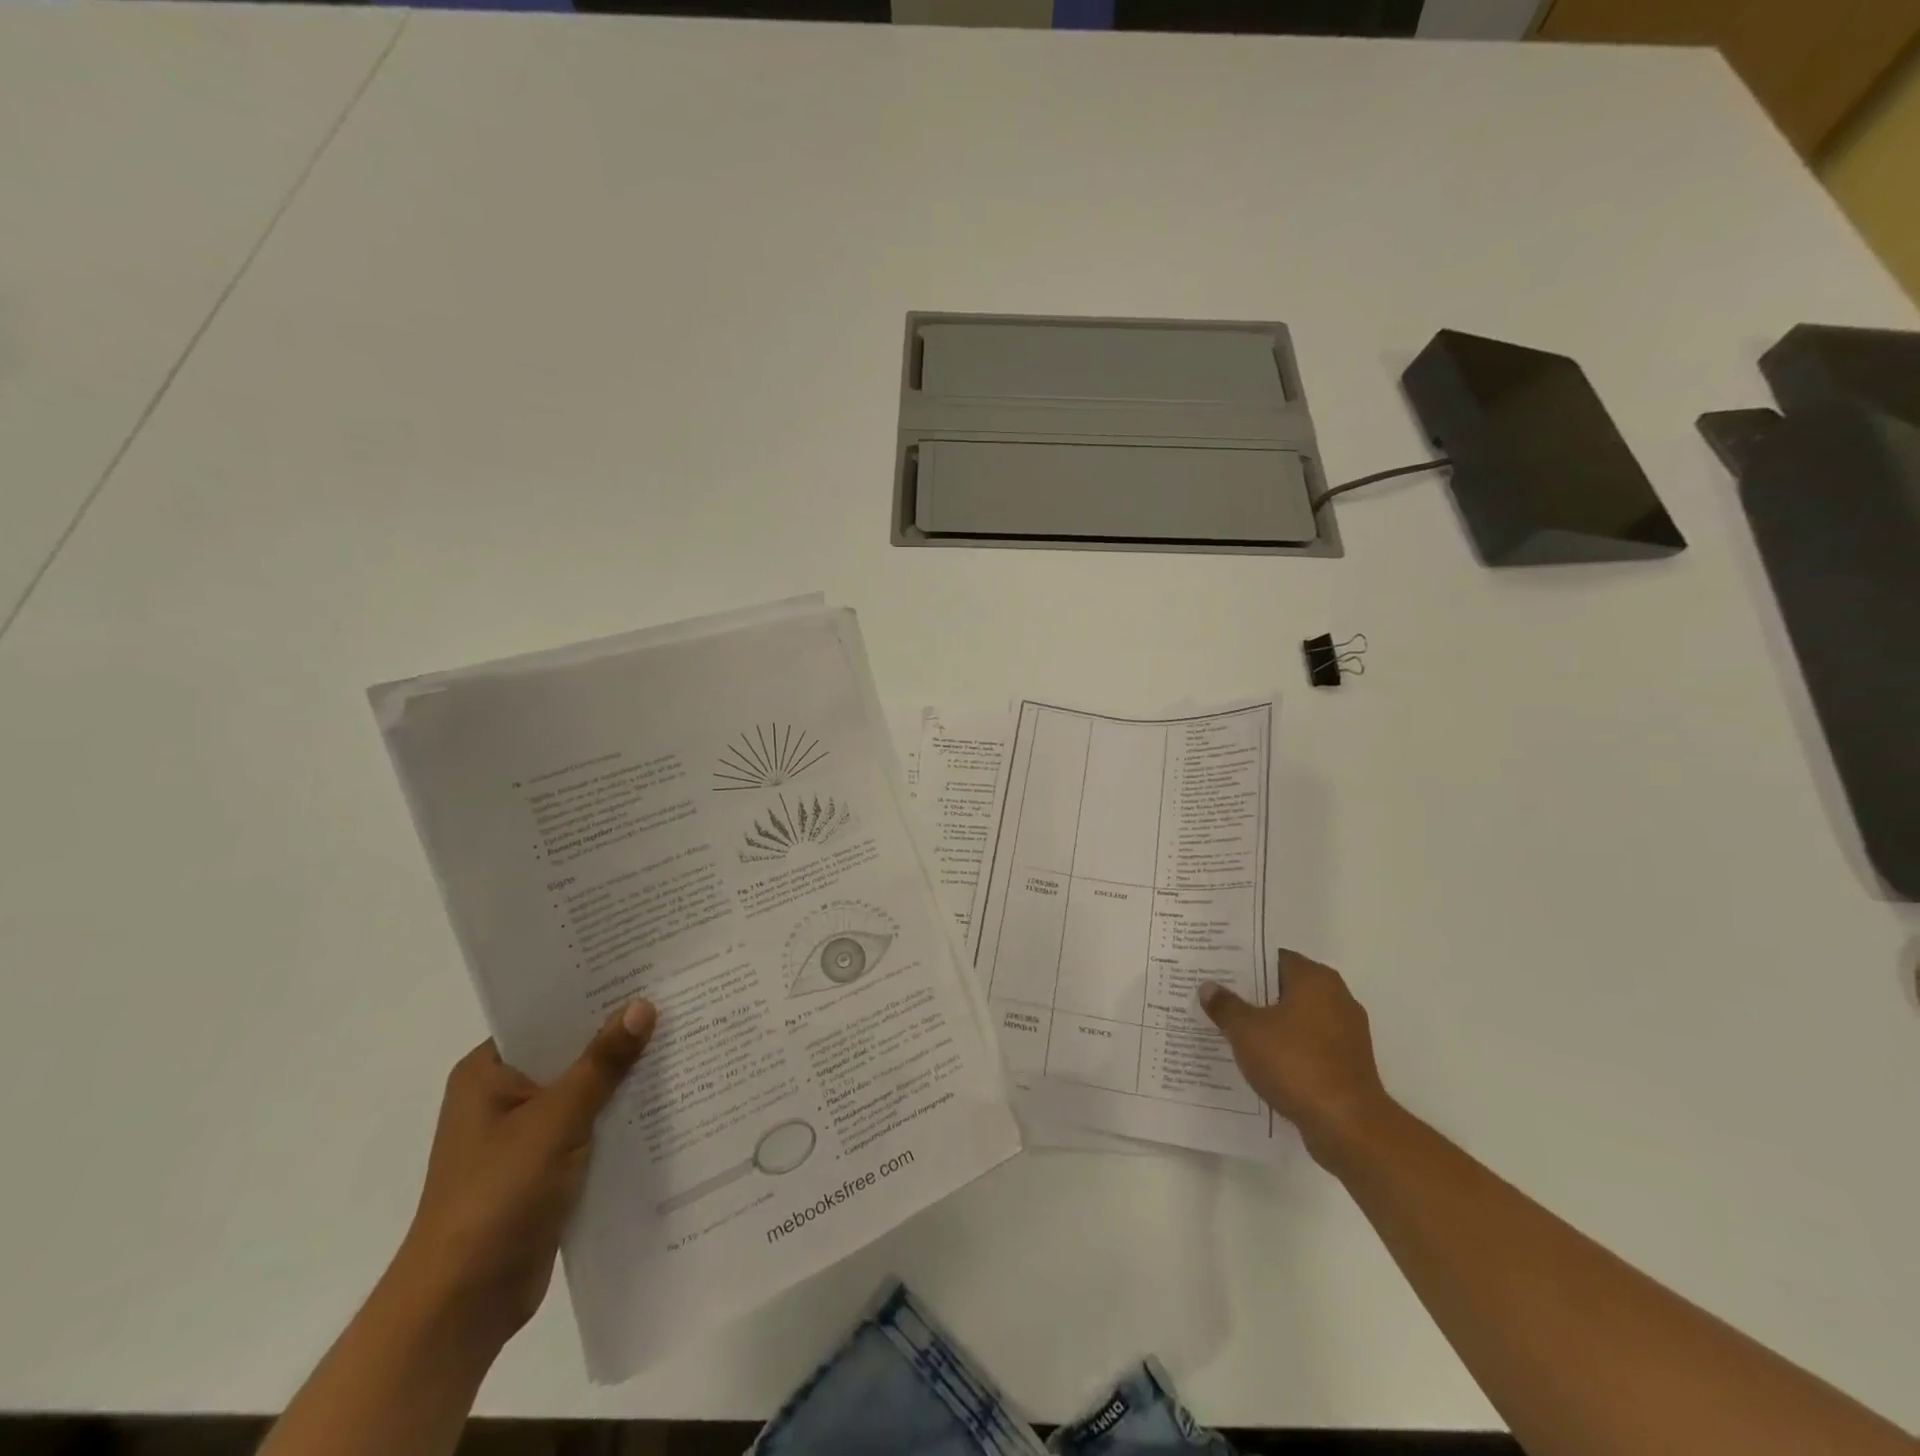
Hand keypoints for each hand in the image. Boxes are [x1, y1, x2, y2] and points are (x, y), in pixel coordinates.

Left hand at [389, 1001, 657, 1350]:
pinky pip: (592, 1124)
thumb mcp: (555, 1120)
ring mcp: (526, 1133)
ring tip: (684, 1037)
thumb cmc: (496, 1197)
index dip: (593, 993)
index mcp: (488, 1072)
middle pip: (570, 1050)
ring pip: (586, 1089)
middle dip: (618, 1034)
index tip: (644, 970)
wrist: (462, 1306)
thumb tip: (643, 1005)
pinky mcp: (548, 1166)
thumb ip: (602, 1063)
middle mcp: (505, 1095)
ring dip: (625, 1076)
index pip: (547, 1015)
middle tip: (676, 997)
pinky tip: (669, 1096)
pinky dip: (622, 1113)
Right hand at [1200, 951, 1392, 1171]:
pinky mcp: (1347, 1064)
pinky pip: (1308, 1045)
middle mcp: (1336, 998)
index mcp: (1315, 979)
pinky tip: (1259, 1059)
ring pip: (1296, 1018)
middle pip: (1285, 987)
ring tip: (1232, 1029)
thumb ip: (1225, 1006)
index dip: (1243, 963)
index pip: (1273, 958)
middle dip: (1253, 994)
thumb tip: (1208, 987)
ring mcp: (1346, 1033)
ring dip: (1269, 1023)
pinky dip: (1286, 1048)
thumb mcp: (1246, 1031)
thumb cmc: (1295, 1064)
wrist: (1347, 1126)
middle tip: (1218, 998)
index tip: (1217, 970)